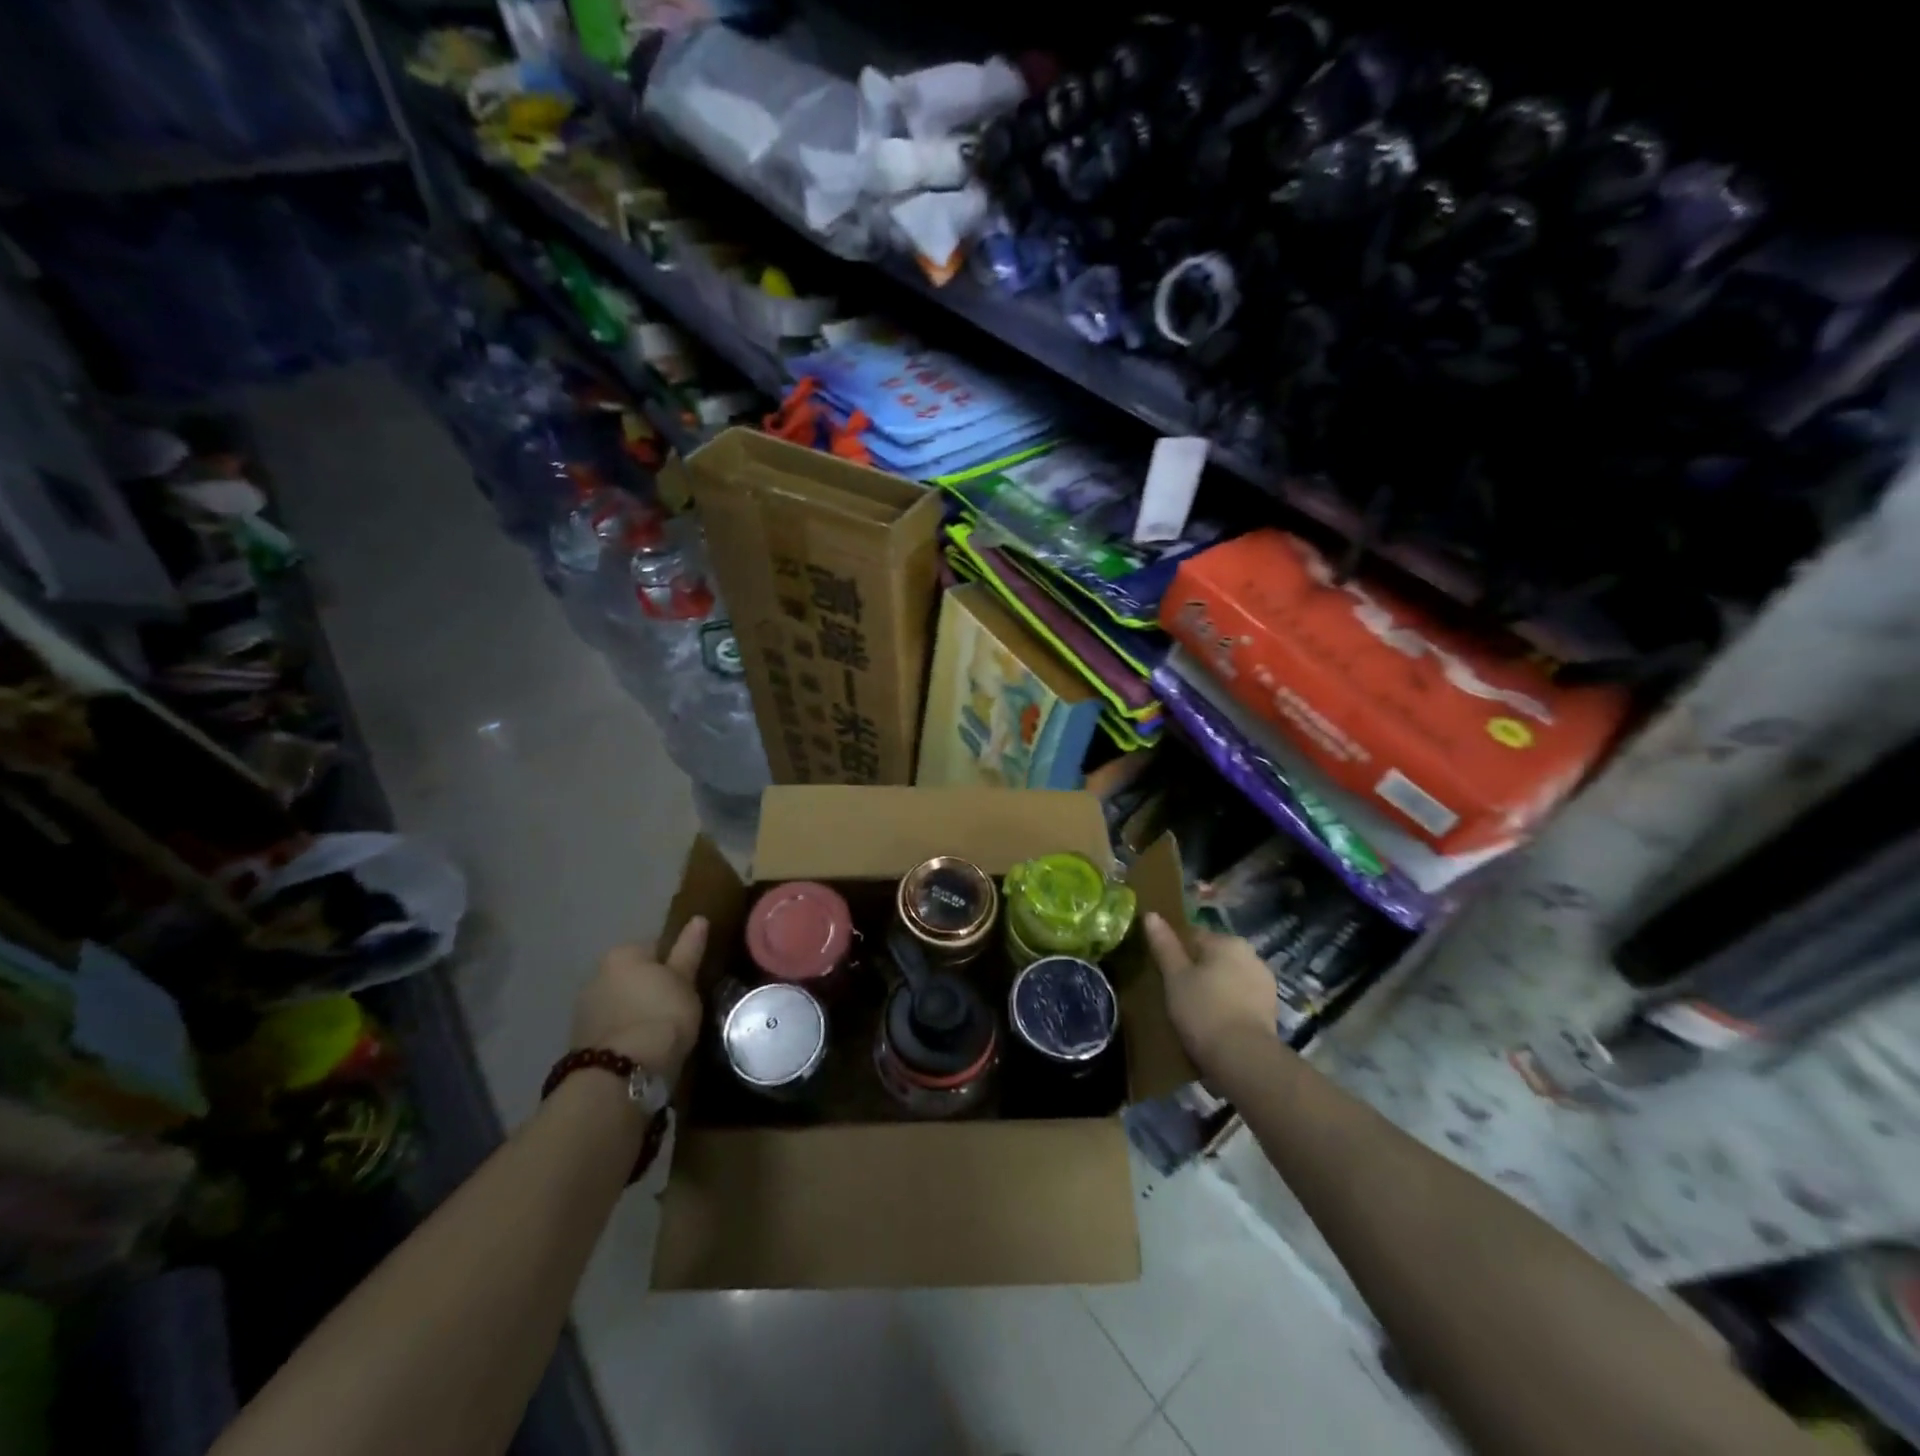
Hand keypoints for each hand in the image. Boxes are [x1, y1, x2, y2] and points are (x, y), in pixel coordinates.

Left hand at [570, 917, 707, 1081]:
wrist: (622, 1072)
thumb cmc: (662, 1015)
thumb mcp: (685, 981)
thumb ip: (689, 950)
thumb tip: (698, 918)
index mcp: (623, 953)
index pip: (656, 948)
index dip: (676, 966)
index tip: (689, 985)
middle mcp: (597, 974)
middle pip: (633, 976)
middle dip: (651, 988)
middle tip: (677, 1008)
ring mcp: (584, 1009)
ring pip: (620, 1002)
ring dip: (636, 1011)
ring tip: (660, 1033)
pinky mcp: (579, 1040)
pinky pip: (611, 1027)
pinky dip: (624, 1032)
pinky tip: (641, 1048)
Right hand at [1143, 911, 1277, 1072]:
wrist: (1244, 1059)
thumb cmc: (1203, 1010)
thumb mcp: (1174, 976)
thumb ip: (1164, 944)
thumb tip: (1151, 914)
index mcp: (1227, 942)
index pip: (1193, 935)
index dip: (1175, 952)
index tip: (1164, 972)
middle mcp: (1251, 955)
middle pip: (1214, 957)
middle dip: (1198, 970)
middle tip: (1177, 992)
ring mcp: (1265, 984)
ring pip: (1229, 978)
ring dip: (1215, 988)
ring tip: (1195, 1011)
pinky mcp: (1271, 1010)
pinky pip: (1242, 999)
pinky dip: (1229, 1005)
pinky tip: (1215, 1023)